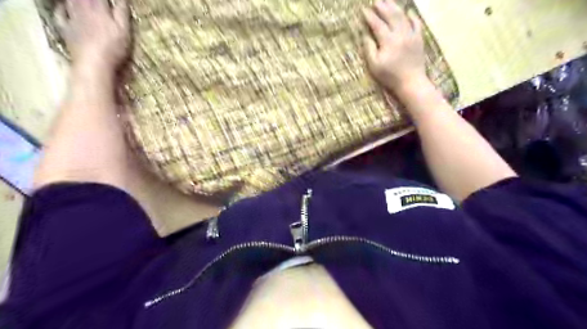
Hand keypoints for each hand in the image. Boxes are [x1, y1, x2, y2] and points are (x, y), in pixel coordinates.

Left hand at [56, 0, 130, 70]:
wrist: (94, 63)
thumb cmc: (113, 48)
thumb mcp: (124, 30)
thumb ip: (122, 12)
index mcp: (99, 9)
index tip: (110, 0)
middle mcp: (83, 9)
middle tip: (96, 2)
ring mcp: (72, 19)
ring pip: (70, 1)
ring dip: (75, 0)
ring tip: (82, 2)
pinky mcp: (65, 29)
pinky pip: (59, 14)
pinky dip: (61, 8)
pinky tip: (64, 7)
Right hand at [363, 0, 426, 96]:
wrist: (411, 82)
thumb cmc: (390, 76)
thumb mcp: (374, 65)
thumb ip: (369, 49)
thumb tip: (366, 36)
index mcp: (388, 41)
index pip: (377, 24)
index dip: (370, 17)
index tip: (363, 10)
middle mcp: (400, 34)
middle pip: (391, 16)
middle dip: (382, 7)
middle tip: (376, 1)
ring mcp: (411, 35)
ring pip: (403, 16)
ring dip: (395, 7)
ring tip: (388, 1)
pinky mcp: (419, 39)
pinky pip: (416, 23)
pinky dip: (412, 16)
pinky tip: (408, 12)